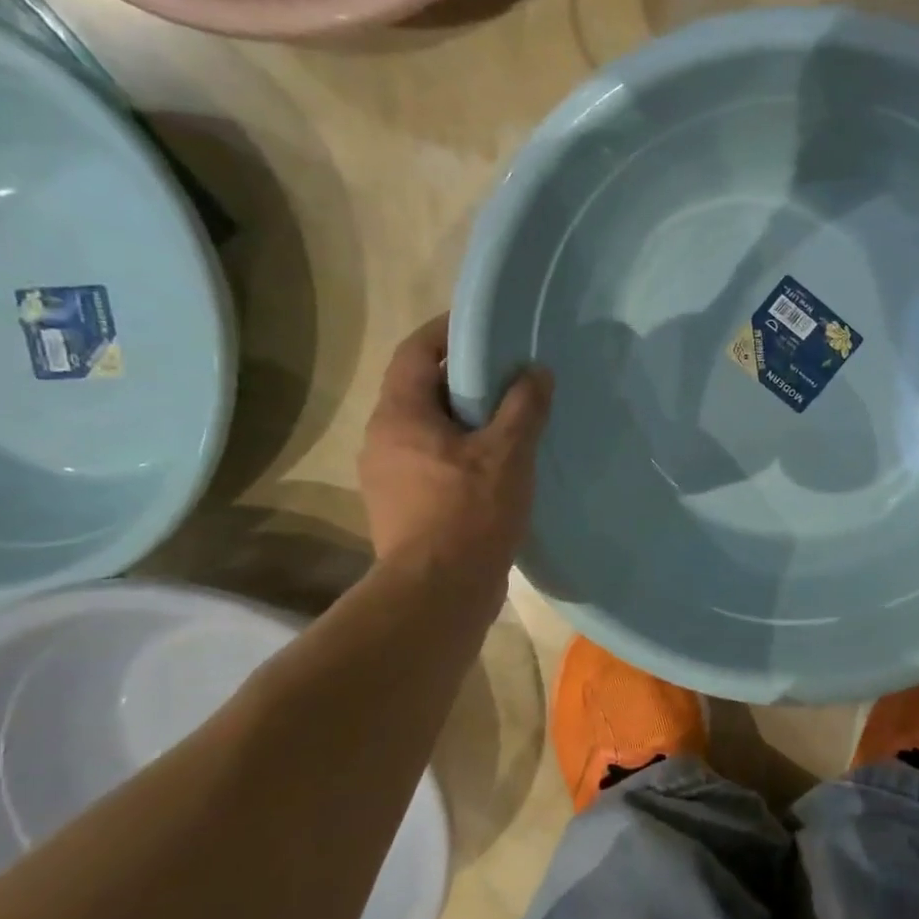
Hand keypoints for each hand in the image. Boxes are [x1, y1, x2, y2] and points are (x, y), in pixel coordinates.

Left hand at [358, 316, 553, 597]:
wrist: (438, 593)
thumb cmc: (469, 512)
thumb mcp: (507, 452)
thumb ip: (523, 406)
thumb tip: (535, 371)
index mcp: (400, 415)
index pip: (415, 352)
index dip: (447, 332)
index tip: (486, 325)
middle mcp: (383, 438)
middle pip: (422, 389)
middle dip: (464, 377)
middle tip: (510, 373)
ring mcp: (389, 476)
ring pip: (429, 428)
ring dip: (465, 418)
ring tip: (511, 418)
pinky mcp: (403, 505)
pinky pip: (433, 460)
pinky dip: (462, 451)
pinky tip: (498, 464)